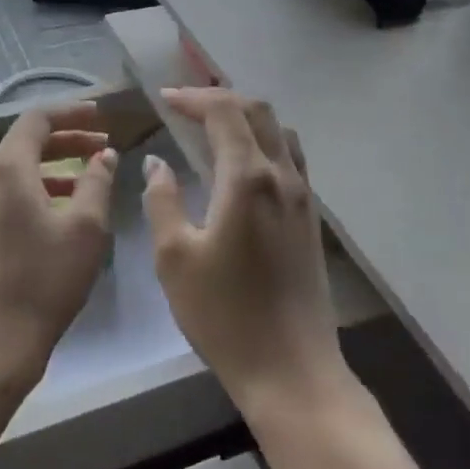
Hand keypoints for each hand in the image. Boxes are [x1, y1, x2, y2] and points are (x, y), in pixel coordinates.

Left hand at [0, 101, 118, 409]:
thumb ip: (98, 182)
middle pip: (25, 143)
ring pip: (15, 172)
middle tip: (103, 146)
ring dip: (53, 168)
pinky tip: (59, 215)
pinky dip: (35, 192)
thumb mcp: (85, 229)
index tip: (102, 117)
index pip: (37, 119)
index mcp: (7, 169)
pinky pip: (5, 197)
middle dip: (66, 141)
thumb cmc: (43, 284)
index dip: (72, 113)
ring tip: (88, 180)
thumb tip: (104, 155)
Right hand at [145, 89, 346, 420]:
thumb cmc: (224, 315)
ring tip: (213, 128)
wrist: (291, 370)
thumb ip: (163, 200)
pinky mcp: (310, 217)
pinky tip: (241, 165)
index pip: (224, 112)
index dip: (193, 98)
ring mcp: (303, 196)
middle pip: (258, 111)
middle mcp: (282, 175)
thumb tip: (158, 163)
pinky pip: (290, 157)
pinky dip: (263, 141)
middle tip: (186, 107)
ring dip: (246, 118)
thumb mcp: (175, 258)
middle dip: (221, 99)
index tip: (164, 99)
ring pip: (280, 131)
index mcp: (248, 178)